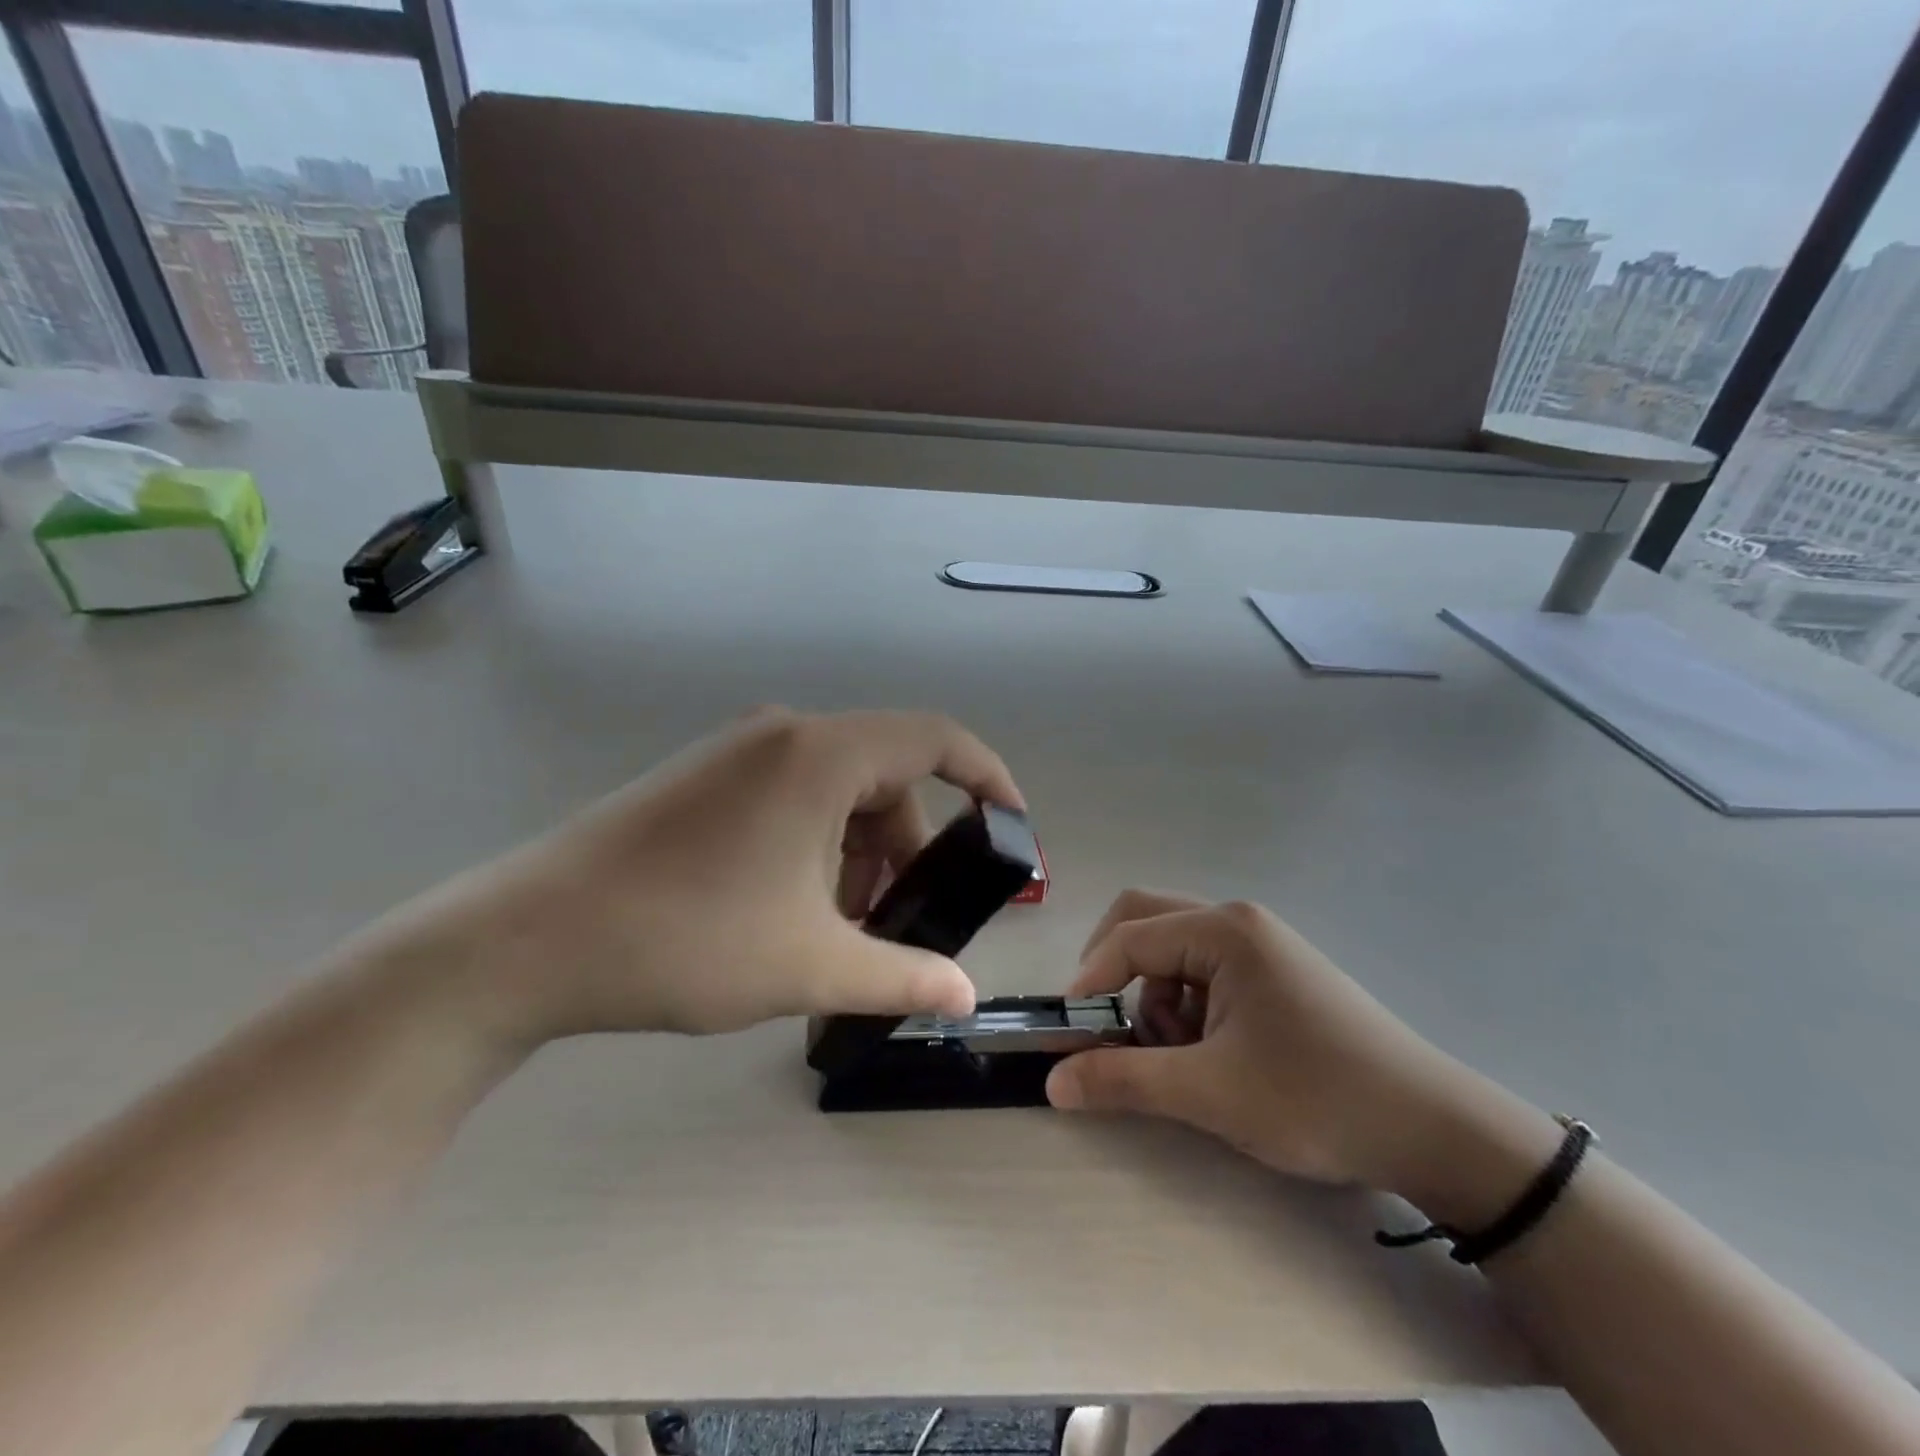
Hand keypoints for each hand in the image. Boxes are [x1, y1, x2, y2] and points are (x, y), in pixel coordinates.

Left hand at [387, 709, 1022, 1041]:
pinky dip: (815, 846)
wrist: (529, 940)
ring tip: (840, 929)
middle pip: (884, 777)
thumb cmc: (686, 940)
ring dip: (858, 854)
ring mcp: (737, 753)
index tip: (1012, 826)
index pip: (936, 738)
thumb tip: (964, 998)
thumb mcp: (811, 966)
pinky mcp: (703, 779)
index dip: (987, 777)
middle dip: (908, 847)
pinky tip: (791, 909)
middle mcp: (784, 735)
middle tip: (899, 921)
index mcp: (820, 755)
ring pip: (836, 792)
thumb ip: (902, 977)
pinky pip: (791, 798)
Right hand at [1046, 892, 1530, 1201]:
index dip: (1088, 982)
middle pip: (1146, 920)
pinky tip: (1209, 1054)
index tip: (1068, 1034)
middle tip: (1104, 1024)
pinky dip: (1186, 1005)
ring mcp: (1260, 944)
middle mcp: (1238, 922)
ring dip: (1154, 996)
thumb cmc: (1316, 1099)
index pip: (1128, 938)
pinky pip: (1204, 970)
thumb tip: (1052, 1082)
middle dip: (1114, 971)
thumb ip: (1123, 1080)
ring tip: (1176, 1058)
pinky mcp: (1274, 971)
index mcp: (1223, 931)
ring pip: (1173, 950)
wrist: (1434, 1130)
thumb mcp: (1210, 1093)